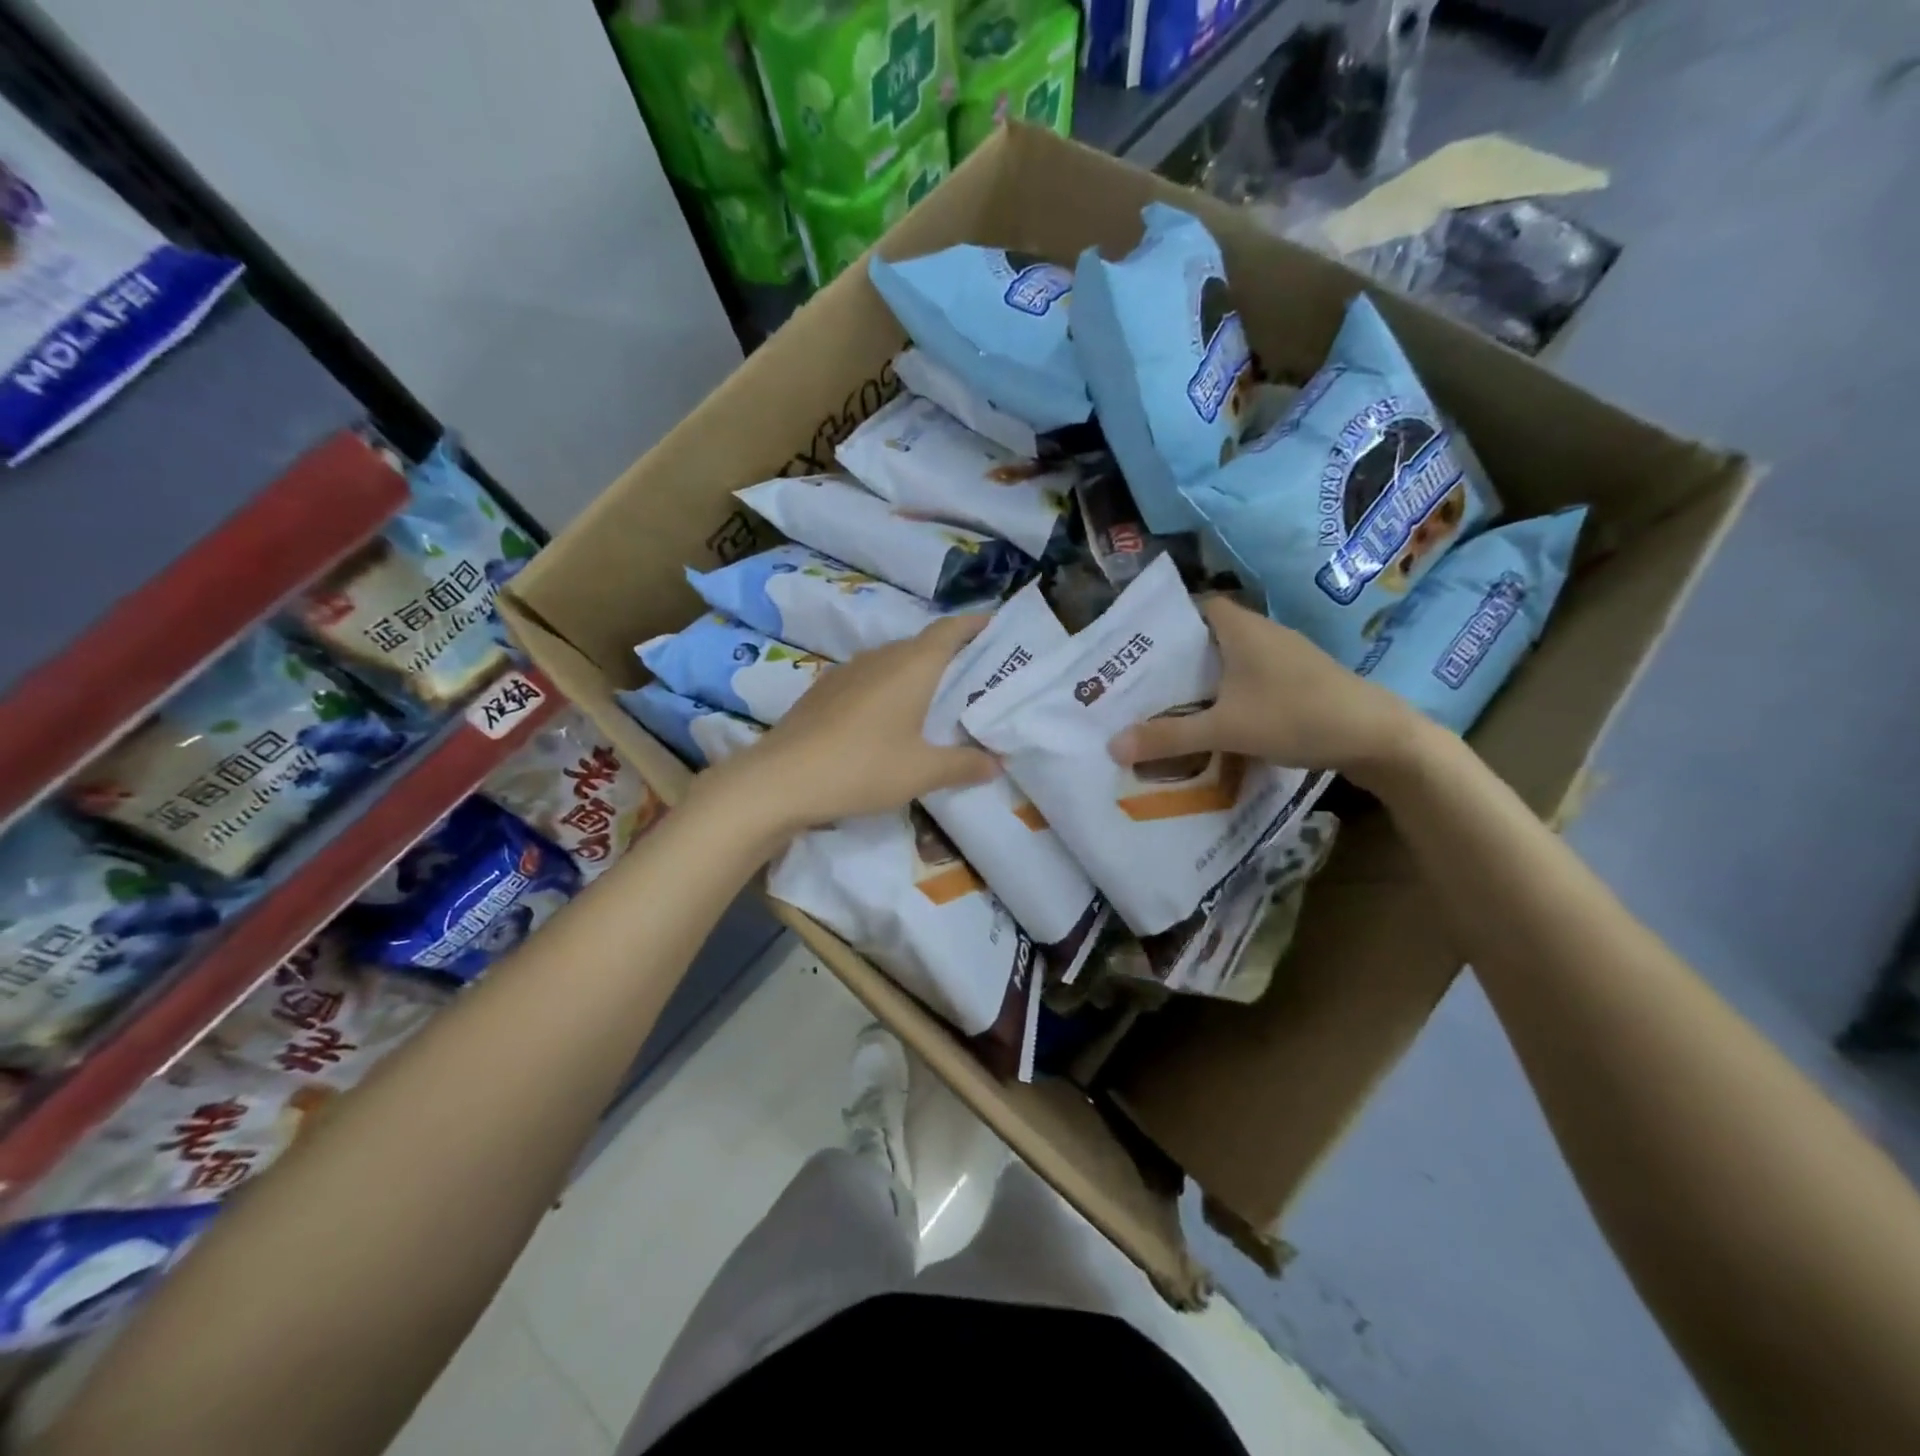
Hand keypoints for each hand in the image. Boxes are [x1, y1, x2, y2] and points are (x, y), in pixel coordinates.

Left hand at [698, 614, 998, 834]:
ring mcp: (846, 672)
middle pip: (922, 645)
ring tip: (935, 701)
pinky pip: (867, 679)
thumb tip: (995, 763)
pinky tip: (887, 720)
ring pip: (892, 662)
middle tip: (975, 678)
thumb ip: (963, 765)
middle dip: (950, 655)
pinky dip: (887, 689)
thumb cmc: (863, 767)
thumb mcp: (922, 772)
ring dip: (915, 674)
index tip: (995, 626)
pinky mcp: (822, 691)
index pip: (950, 630)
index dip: (974, 625)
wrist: (780, 779)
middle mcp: (880, 658)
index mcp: (912, 666)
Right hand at [1108, 595, 1425, 780]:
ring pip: (1230, 658)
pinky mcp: (1300, 679)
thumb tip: (1112, 746)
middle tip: (1140, 681)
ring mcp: (1285, 656)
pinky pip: (1250, 677)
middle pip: (1207, 635)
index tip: (1135, 646)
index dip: (1163, 621)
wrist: (1378, 738)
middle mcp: (1262, 633)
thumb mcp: (1225, 729)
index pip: (1193, 606)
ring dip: (1203, 677)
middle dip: (1176, 657)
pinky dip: (1228, 691)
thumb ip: (1169, 737)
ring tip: (1167, 702)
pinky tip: (1216, 719)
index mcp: (1240, 628)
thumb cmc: (1296, 717)